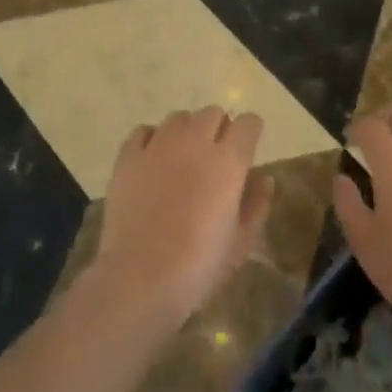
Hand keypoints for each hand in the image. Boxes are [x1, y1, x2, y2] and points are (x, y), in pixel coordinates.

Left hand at [92, 107, 272, 327]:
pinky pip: (144, 131)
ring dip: (187, 131)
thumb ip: (256, 204)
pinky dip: (152, 140)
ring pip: (178, 118)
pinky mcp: (128, 157)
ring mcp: (158, 146)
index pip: (248, 122)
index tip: (248, 146)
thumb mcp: (241, 242)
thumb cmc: (200, 266)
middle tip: (215, 156)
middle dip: (219, 128)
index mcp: (228, 161)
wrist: (141, 279)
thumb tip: (263, 178)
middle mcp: (195, 142)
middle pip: (213, 112)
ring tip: (183, 157)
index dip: (251, 132)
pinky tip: (153, 161)